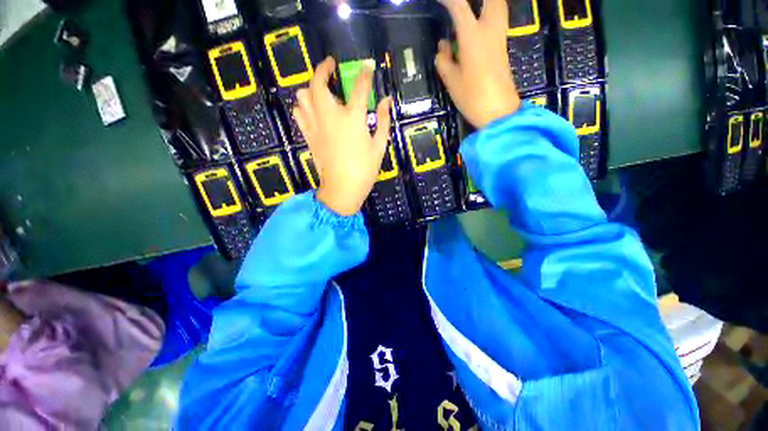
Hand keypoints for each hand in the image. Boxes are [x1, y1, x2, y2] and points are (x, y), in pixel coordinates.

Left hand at [293, 57, 392, 215]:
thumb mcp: (379, 146)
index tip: (368, 66)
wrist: (342, 189)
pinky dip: (303, 106)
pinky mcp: (308, 135)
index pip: (359, 87)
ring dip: (311, 87)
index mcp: (352, 118)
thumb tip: (386, 101)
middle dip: (324, 68)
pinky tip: (312, 110)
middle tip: (331, 66)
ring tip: (321, 90)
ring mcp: (315, 124)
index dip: (365, 73)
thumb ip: (384, 121)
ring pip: (303, 95)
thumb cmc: (364, 170)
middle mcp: (330, 115)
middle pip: (319, 82)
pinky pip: (299, 113)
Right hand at [435, 0, 520, 127]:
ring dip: (487, 5)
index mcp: (473, 36)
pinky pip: (497, 22)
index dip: (448, 0)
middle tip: (461, 7)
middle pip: (492, 0)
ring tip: (471, 14)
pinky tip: (476, 28)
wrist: (499, 112)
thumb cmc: (473, 97)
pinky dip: (488, 17)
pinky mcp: (503, 49)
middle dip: (477, 0)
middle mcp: (490, 30)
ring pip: (498, 7)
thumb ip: (444, 61)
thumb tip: (442, 47)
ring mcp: (499, 39)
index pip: (459, 6)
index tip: (439, 1)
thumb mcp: (452, 81)